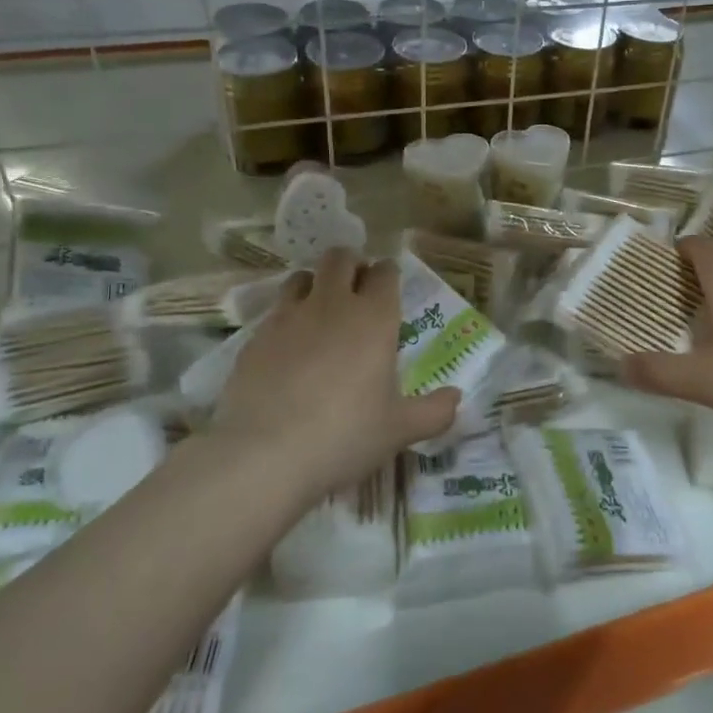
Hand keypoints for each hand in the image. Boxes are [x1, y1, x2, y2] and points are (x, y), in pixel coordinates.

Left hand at [212, 249, 459, 502]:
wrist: (265, 455)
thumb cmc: (345, 435)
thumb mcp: (399, 430)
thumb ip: (434, 411)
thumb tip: (457, 398)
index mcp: (374, 318)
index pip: (385, 272)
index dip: (388, 275)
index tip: (389, 288)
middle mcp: (332, 305)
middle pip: (340, 258)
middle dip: (351, 265)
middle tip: (356, 290)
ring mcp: (288, 318)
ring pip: (301, 277)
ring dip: (314, 285)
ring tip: (320, 313)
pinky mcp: (254, 338)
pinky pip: (274, 314)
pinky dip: (285, 321)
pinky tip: (287, 351)